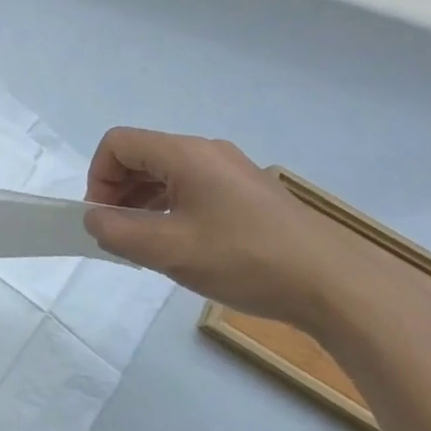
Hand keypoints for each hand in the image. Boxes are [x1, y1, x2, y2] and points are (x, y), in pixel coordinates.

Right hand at [81, 128, 375, 335]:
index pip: (118, 144)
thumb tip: (94, 219)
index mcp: (185, 154)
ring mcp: (231, 171)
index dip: (98, 177)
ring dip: (143, 202)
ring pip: (167, 173)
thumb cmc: (245, 260)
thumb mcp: (168, 250)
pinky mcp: (248, 194)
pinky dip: (171, 208)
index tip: (102, 218)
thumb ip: (117, 232)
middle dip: (118, 190)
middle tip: (118, 234)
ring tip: (146, 243)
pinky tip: (180, 244)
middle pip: (142, 155)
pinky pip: (193, 188)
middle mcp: (207, 152)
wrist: (336, 286)